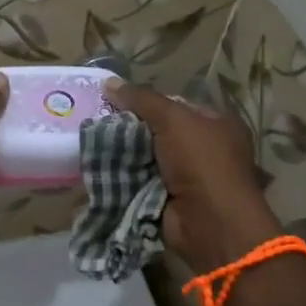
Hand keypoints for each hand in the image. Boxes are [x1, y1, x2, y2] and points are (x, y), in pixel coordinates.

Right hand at [105, 81, 279, 273]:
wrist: (209, 223)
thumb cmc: (201, 162)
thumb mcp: (173, 120)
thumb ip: (142, 100)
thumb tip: (109, 82)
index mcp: (216, 124)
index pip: (175, 106)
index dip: (146, 102)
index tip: (113, 102)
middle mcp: (204, 149)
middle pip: (157, 132)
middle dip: (129, 130)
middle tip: (95, 123)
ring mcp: (186, 177)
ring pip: (145, 158)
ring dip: (122, 155)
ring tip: (89, 145)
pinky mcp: (167, 200)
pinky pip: (138, 183)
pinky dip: (121, 178)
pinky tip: (97, 169)